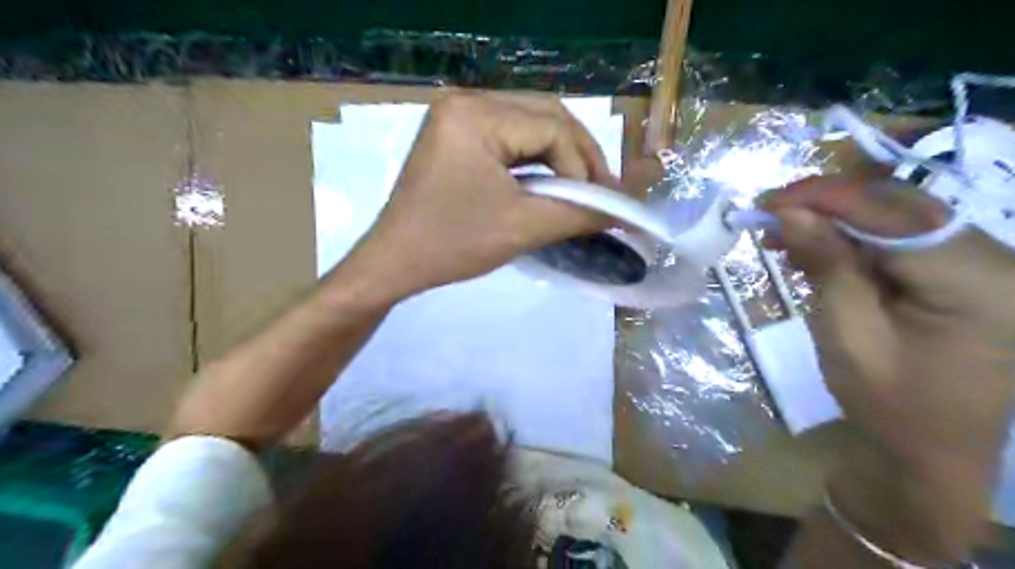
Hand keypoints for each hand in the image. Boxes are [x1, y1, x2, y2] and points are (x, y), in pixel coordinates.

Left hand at [344, 91, 636, 300]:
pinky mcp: (456, 134)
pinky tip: (551, 180)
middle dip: (579, 153)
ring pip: (530, 123)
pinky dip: (536, 157)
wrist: (395, 262)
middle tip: (600, 190)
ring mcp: (457, 116)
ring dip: (561, 154)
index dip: (584, 166)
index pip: (552, 129)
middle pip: (545, 115)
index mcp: (475, 115)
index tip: (601, 203)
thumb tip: (624, 210)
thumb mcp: (523, 228)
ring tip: (582, 187)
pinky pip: (509, 135)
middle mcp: (465, 101)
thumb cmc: (453, 244)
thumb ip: (579, 214)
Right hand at [762, 173, 1014, 559]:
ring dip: (836, 218)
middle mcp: (994, 259)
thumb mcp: (848, 335)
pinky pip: (903, 238)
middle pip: (899, 205)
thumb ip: (826, 266)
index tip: (765, 202)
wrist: (936, 453)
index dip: (823, 198)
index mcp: (974, 281)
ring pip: (898, 216)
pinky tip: (818, 247)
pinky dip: (854, 237)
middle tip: (769, 215)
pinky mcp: (965, 273)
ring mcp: (984, 264)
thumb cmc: (890, 404)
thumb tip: (792, 214)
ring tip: (783, 232)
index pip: (890, 213)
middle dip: (827, 203)